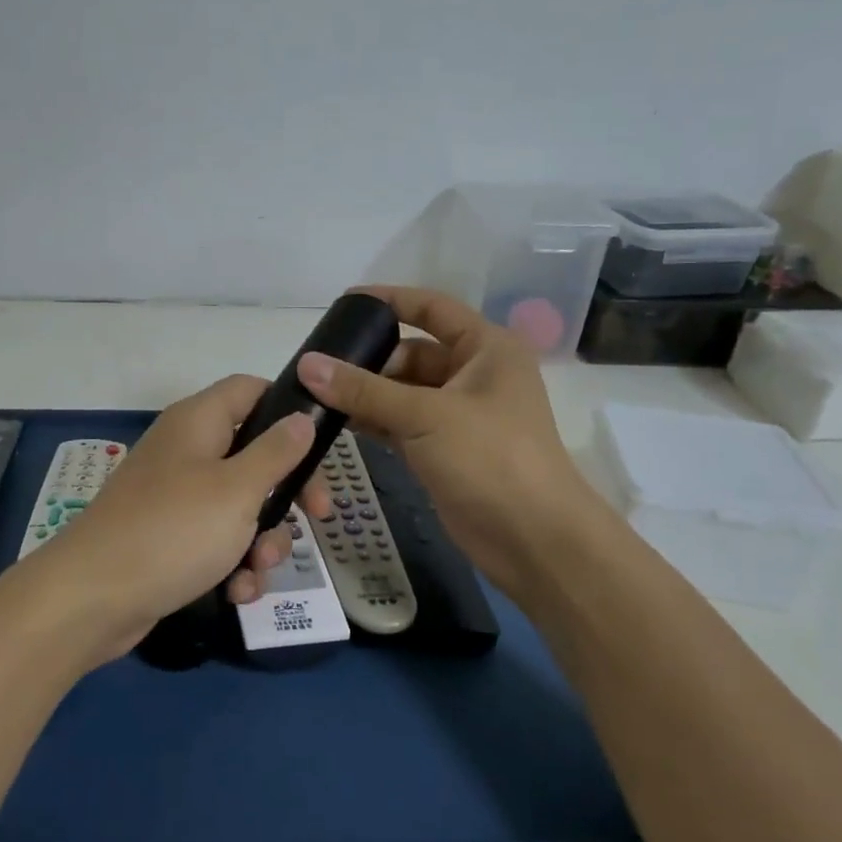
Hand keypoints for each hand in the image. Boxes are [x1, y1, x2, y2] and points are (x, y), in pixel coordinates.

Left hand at [11, 375, 331, 663]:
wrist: (91, 599)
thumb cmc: (173, 531)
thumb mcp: (237, 490)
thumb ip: (275, 452)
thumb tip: (301, 417)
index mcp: (199, 422)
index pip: (250, 390)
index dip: (287, 408)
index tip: (319, 445)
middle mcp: (187, 450)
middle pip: (253, 453)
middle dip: (286, 491)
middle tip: (317, 517)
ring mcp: (175, 495)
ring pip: (240, 504)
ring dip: (261, 538)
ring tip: (260, 569)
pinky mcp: (168, 537)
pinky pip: (215, 539)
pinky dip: (232, 562)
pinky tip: (237, 592)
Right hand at [295, 285, 618, 606]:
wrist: (534, 540)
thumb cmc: (491, 459)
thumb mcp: (425, 415)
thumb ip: (363, 390)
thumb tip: (307, 365)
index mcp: (486, 349)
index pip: (432, 308)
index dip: (390, 300)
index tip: (343, 302)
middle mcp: (474, 375)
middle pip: (411, 353)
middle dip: (368, 359)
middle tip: (318, 366)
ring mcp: (458, 415)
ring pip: (402, 392)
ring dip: (365, 393)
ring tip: (315, 394)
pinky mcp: (444, 449)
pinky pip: (401, 423)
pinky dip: (373, 421)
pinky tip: (335, 422)